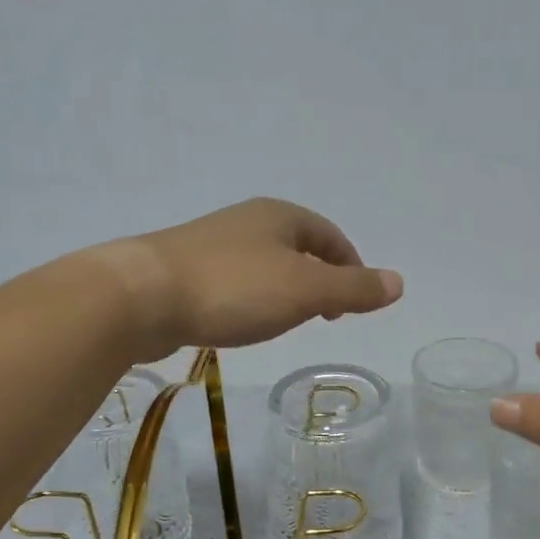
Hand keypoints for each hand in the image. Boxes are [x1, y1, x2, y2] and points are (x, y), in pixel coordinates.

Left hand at [95, 198, 402, 362]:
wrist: (140, 296)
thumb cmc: (233, 288)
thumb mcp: (305, 290)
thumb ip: (353, 288)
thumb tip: (399, 282)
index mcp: (280, 216)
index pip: (329, 236)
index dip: (349, 266)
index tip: (353, 303)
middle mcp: (247, 221)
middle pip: (297, 247)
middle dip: (317, 277)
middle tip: (326, 314)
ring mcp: (211, 243)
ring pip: (264, 264)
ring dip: (284, 289)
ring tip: (287, 320)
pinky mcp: (183, 269)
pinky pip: (233, 280)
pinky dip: (251, 298)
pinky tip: (241, 321)